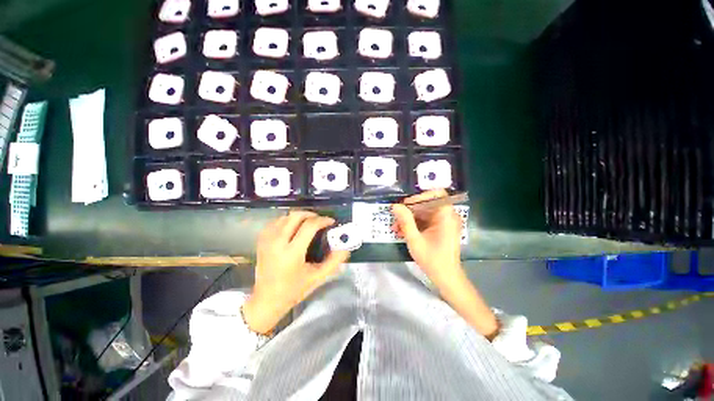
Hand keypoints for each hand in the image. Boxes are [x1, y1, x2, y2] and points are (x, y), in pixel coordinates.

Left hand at [243, 211, 349, 333]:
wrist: (266, 300)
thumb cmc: (293, 290)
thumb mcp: (317, 278)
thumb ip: (333, 262)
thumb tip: (345, 248)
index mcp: (292, 252)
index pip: (309, 226)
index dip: (323, 220)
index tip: (331, 222)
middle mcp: (278, 242)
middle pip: (296, 216)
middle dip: (311, 214)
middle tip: (320, 220)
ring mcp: (267, 240)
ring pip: (285, 216)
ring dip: (299, 216)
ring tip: (309, 223)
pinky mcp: (261, 240)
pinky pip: (276, 221)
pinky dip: (287, 220)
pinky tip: (293, 227)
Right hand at [391, 190, 464, 291]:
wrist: (446, 277)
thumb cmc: (432, 260)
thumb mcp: (415, 240)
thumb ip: (405, 221)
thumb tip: (395, 206)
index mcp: (446, 216)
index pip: (435, 194)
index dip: (419, 197)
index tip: (405, 206)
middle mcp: (448, 215)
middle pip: (427, 203)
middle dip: (409, 210)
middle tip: (396, 218)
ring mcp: (444, 222)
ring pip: (424, 212)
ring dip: (409, 218)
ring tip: (396, 228)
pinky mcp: (440, 228)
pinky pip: (426, 220)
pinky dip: (414, 224)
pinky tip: (403, 231)